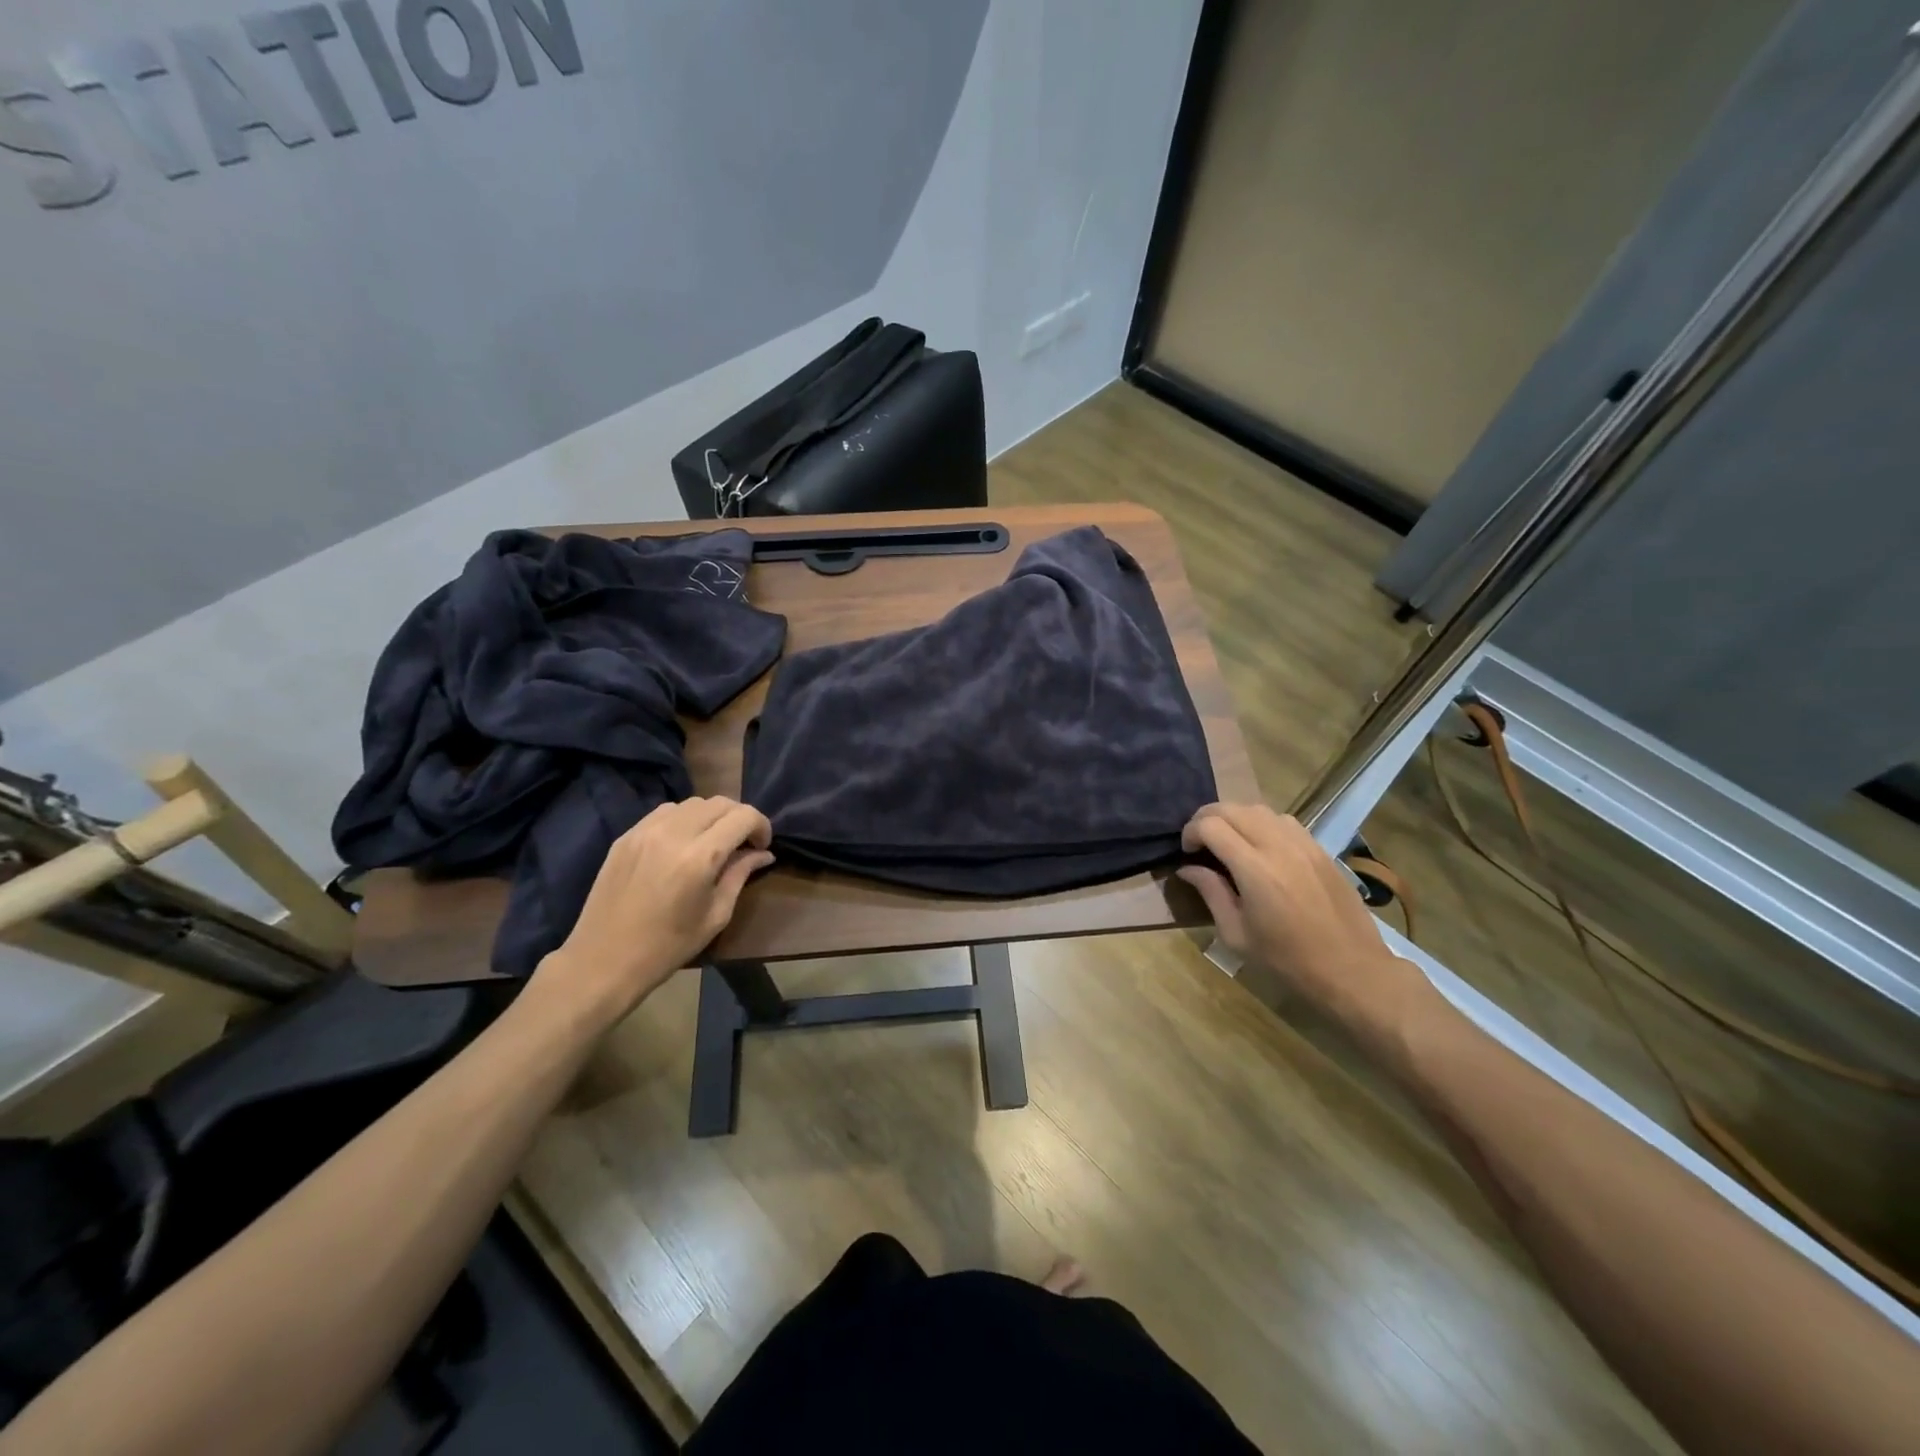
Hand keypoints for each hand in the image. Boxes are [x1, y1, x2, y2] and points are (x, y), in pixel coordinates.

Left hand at [535, 797, 773, 1022]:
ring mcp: (645, 831)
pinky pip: (665, 812)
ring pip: (692, 802)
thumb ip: (740, 875)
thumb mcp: (716, 915)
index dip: (761, 826)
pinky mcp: (626, 836)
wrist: (603, 961)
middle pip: (720, 802)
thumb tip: (763, 853)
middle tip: (742, 843)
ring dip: (711, 816)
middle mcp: (673, 833)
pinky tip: (682, 843)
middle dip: (739, 817)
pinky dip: (684, 819)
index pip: (743, 816)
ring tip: (712, 841)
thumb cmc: (668, 947)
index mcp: (700, 857)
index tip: (761, 846)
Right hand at [1178, 804, 1424, 1047]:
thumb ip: (1211, 893)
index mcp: (1254, 869)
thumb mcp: (1236, 934)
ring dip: (1236, 817)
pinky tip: (1261, 847)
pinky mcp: (1320, 849)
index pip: (1211, 825)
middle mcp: (1278, 846)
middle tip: (1199, 842)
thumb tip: (1187, 868)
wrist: (1352, 969)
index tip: (1187, 852)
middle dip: (1207, 818)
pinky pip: (1284, 820)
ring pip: (1259, 809)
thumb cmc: (1287, 960)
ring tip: (1228, 841)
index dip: (1191, 832)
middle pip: (1232, 808)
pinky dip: (1263, 823)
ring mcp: (1303, 844)